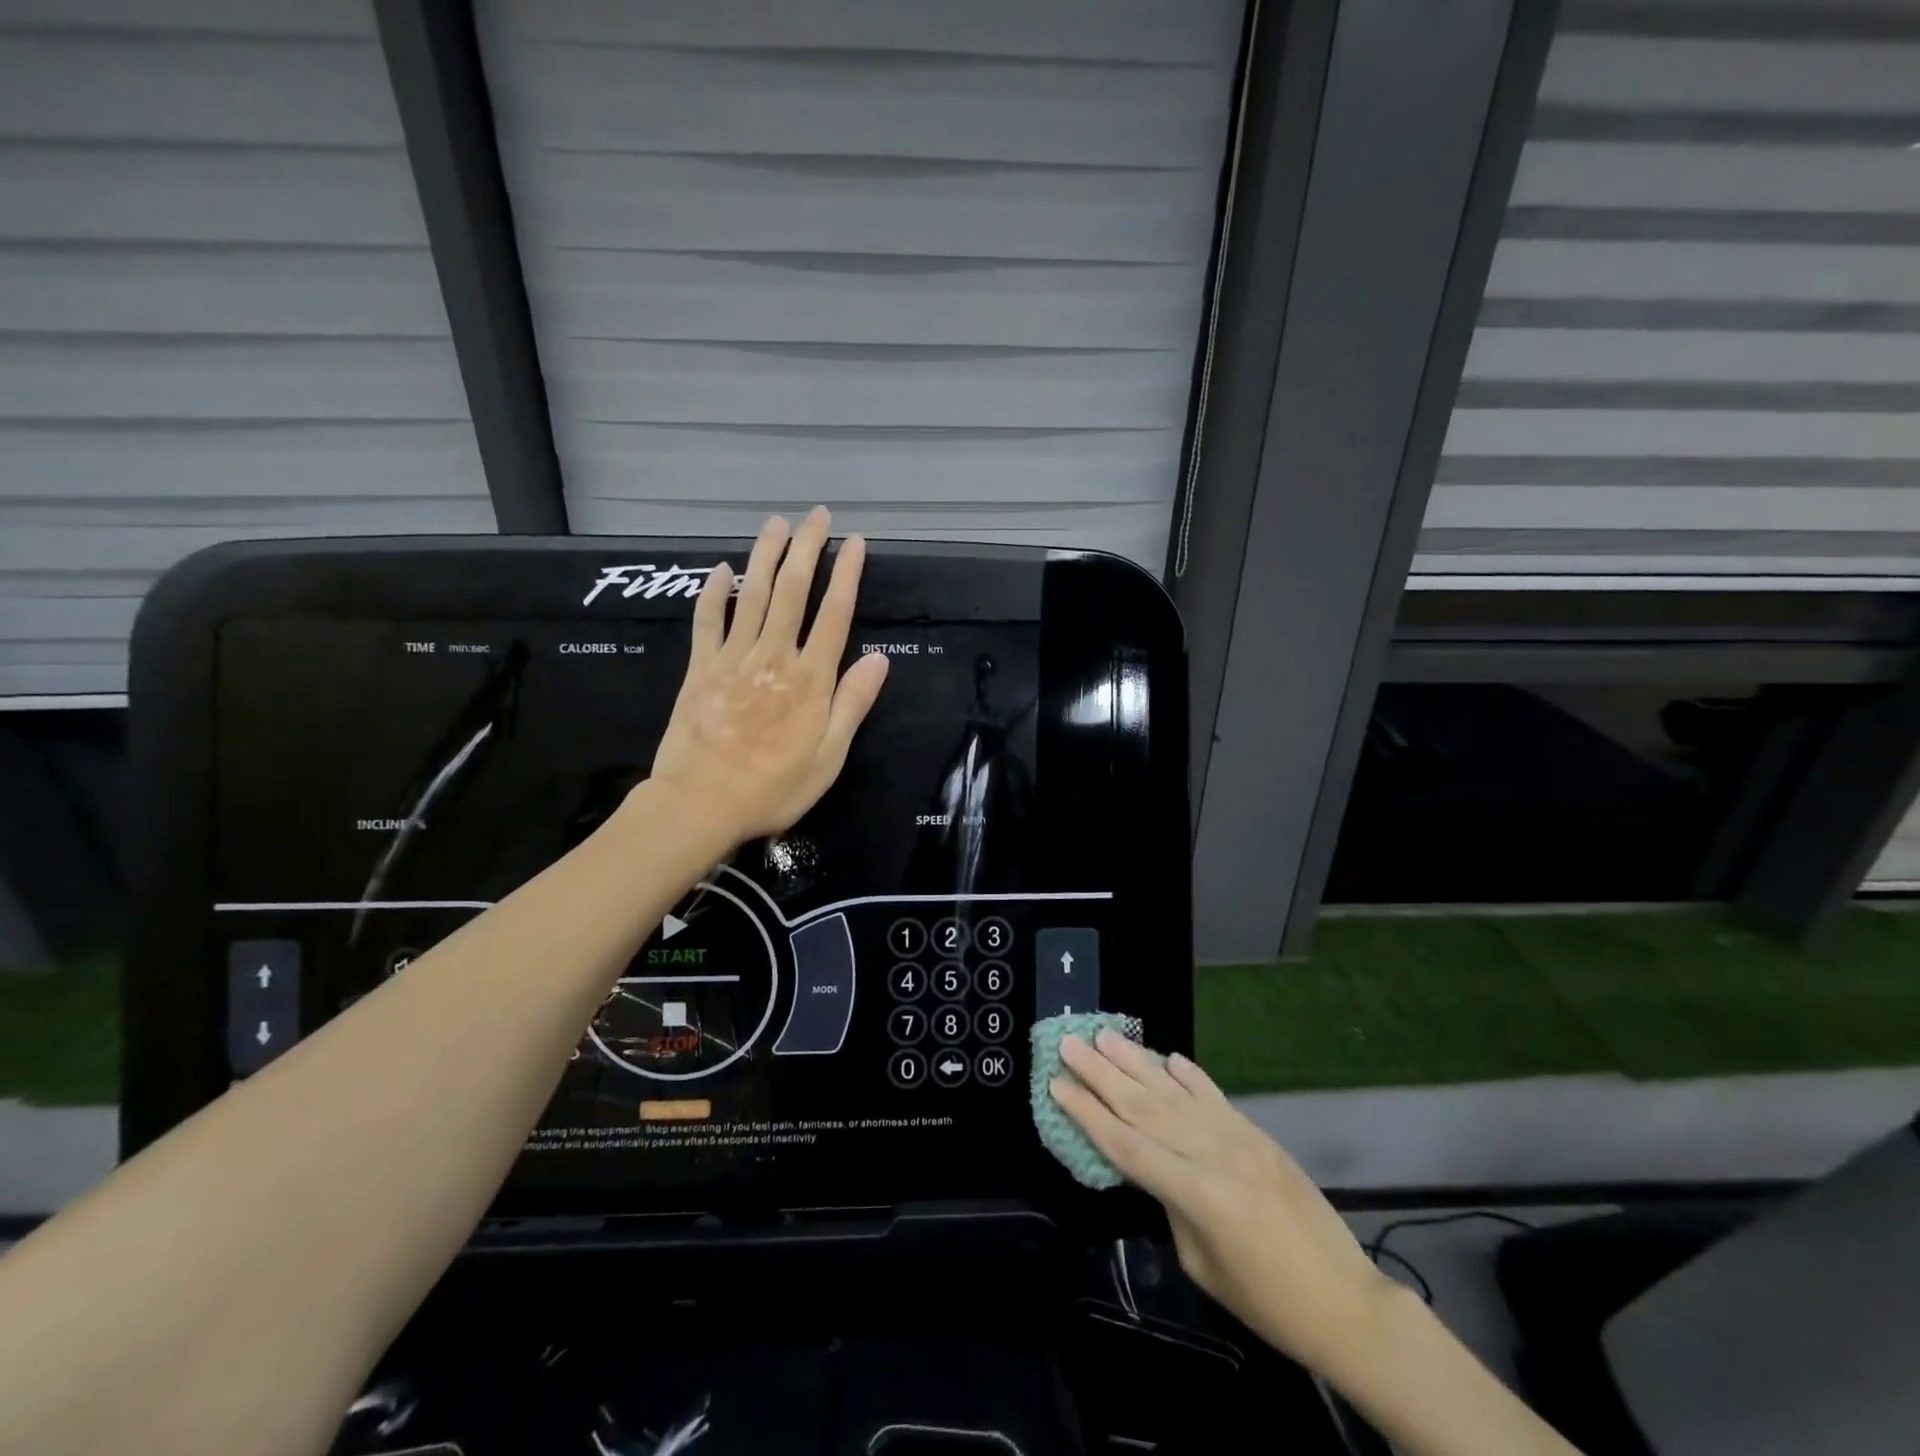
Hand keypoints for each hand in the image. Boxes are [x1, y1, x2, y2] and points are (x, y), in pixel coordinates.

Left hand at [650, 508, 888, 845]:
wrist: (701, 803)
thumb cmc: (774, 787)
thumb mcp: (829, 757)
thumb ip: (852, 704)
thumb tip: (880, 659)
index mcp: (810, 679)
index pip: (834, 614)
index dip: (846, 574)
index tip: (854, 542)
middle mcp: (774, 657)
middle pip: (793, 592)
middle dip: (807, 549)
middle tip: (817, 514)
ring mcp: (733, 659)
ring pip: (753, 595)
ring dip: (766, 556)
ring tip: (777, 524)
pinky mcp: (700, 669)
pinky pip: (708, 621)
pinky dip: (715, 593)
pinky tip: (721, 569)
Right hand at [1053, 1031, 1392, 1374]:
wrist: (1345, 1301)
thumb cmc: (1266, 1301)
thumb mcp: (1200, 1263)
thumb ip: (1170, 1205)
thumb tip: (1150, 1163)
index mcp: (1194, 1193)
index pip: (1126, 1144)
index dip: (1087, 1113)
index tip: (1056, 1084)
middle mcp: (1211, 1152)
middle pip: (1143, 1106)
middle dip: (1100, 1074)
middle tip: (1069, 1043)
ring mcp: (1237, 1136)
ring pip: (1173, 1090)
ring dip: (1135, 1061)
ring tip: (1104, 1035)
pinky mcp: (1256, 1132)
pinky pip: (1213, 1094)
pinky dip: (1188, 1074)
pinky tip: (1167, 1056)